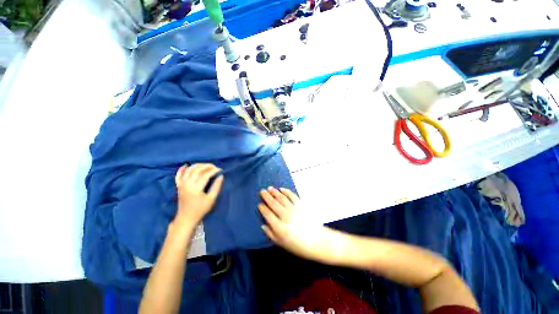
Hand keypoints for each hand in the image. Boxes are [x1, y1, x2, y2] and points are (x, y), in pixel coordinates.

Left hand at [174, 164, 223, 228]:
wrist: (186, 218)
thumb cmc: (200, 209)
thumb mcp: (211, 199)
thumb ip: (216, 186)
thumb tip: (221, 176)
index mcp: (195, 188)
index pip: (205, 174)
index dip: (214, 170)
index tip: (220, 170)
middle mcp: (187, 184)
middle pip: (197, 169)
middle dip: (207, 166)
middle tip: (215, 167)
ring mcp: (181, 184)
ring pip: (189, 170)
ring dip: (198, 165)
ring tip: (206, 166)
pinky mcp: (178, 186)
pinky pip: (178, 175)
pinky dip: (182, 169)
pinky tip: (187, 165)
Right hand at [259, 187, 341, 263]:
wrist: (316, 241)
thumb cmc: (298, 245)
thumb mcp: (281, 243)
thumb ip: (271, 234)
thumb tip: (263, 225)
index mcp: (279, 227)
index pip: (268, 214)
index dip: (262, 208)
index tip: (259, 204)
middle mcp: (285, 216)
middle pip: (273, 204)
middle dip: (266, 196)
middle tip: (262, 191)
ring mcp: (294, 209)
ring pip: (282, 198)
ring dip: (275, 192)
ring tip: (270, 188)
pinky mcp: (301, 205)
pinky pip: (292, 196)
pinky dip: (287, 191)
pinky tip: (282, 189)